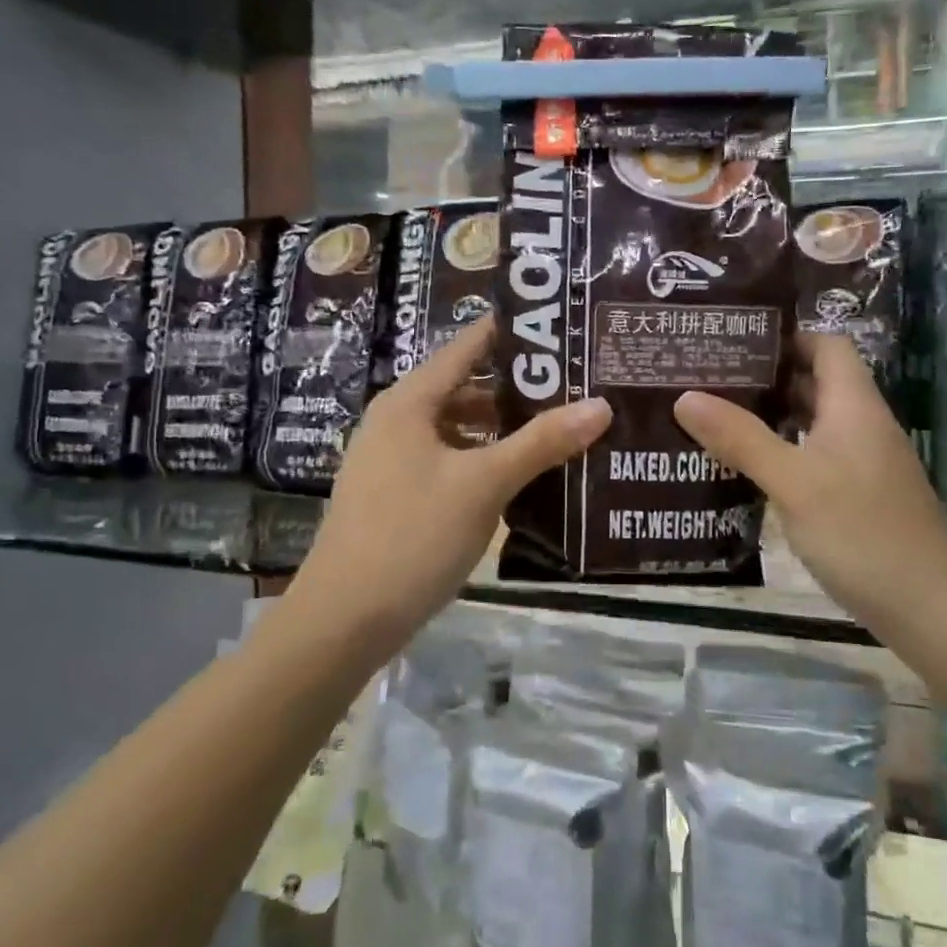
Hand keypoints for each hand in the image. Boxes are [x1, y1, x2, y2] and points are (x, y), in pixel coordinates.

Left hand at [296, 316, 611, 631]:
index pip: (466, 347)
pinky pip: (449, 459)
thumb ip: (542, 442)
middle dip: (517, 386)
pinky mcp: (397, 495)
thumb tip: (602, 404)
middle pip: (464, 387)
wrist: (344, 620)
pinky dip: (483, 458)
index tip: (559, 326)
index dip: (511, 333)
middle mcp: (397, 421)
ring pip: (457, 427)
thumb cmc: (413, 535)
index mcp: (410, 402)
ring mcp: (392, 460)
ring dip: (502, 427)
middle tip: (574, 382)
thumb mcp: (484, 484)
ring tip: (558, 426)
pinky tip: (520, 475)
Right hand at [673, 333, 946, 622]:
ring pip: (813, 423)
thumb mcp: (794, 482)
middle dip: (766, 376)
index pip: (826, 345)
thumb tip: (685, 396)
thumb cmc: (862, 532)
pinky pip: (814, 457)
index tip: (733, 340)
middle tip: (708, 377)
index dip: (785, 336)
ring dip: (771, 417)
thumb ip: (741, 438)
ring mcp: (863, 463)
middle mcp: (861, 425)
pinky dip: (782, 453)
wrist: (930, 608)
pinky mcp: (858, 496)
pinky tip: (746, 469)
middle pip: (816, 382)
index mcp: (854, 406)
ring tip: (715, 416)